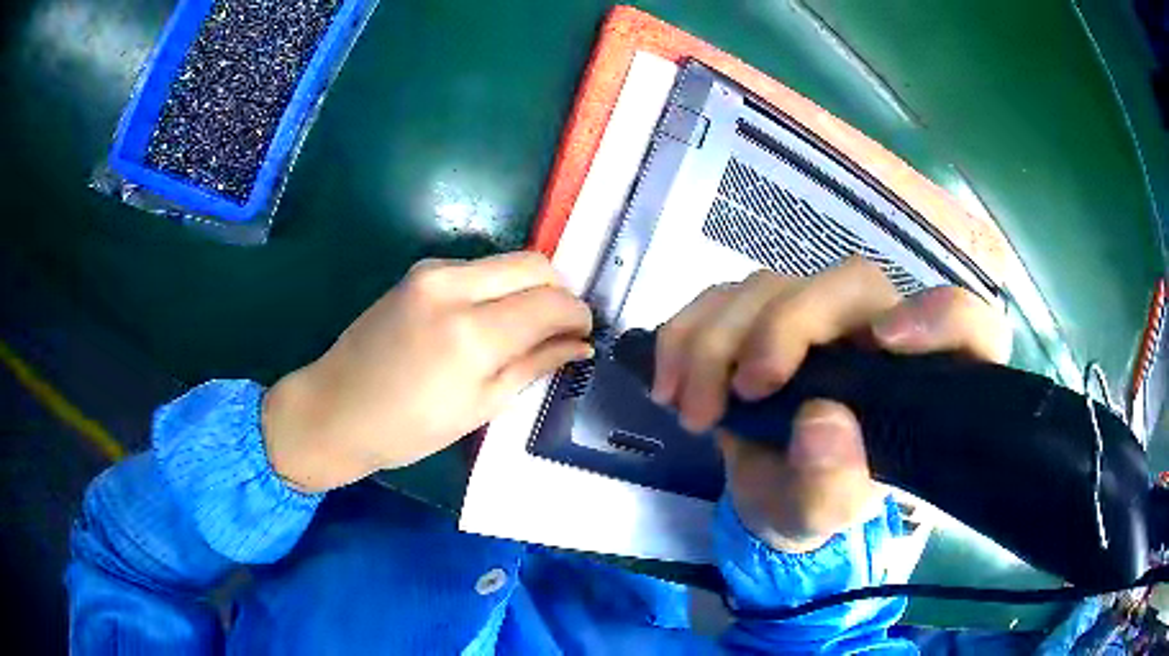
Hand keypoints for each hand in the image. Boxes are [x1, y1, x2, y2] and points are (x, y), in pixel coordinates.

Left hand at [262, 252, 592, 492]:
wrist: (336, 408)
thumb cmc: (408, 428)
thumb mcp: (481, 407)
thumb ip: (534, 365)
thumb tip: (581, 344)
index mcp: (471, 333)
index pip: (551, 301)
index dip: (578, 315)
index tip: (584, 335)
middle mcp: (454, 286)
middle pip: (535, 263)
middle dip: (559, 292)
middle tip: (560, 329)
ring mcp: (432, 271)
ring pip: (508, 262)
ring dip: (528, 288)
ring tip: (524, 328)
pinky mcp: (419, 270)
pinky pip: (478, 268)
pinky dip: (498, 288)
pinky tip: (487, 321)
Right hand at [653, 257, 1010, 551]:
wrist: (767, 492)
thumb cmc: (812, 504)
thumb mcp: (822, 517)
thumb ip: (833, 487)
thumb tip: (823, 423)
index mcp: (923, 383)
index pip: (970, 327)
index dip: (942, 317)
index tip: (888, 342)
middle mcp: (880, 333)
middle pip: (852, 283)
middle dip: (788, 325)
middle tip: (745, 388)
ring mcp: (820, 316)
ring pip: (773, 283)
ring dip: (718, 340)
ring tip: (691, 410)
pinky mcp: (765, 314)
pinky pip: (721, 295)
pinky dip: (685, 333)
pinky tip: (668, 383)